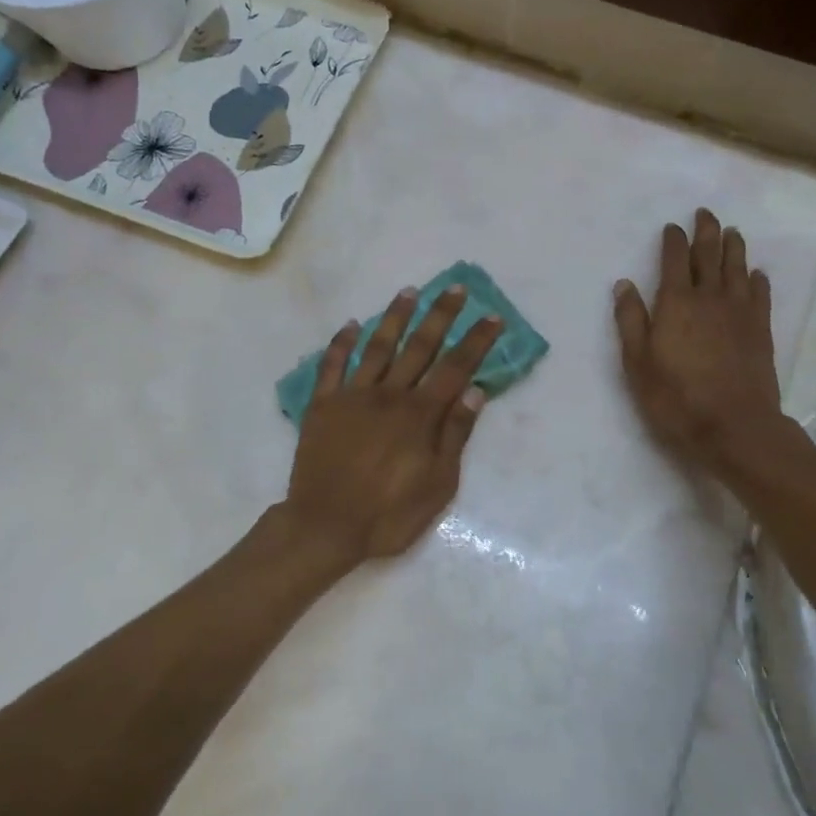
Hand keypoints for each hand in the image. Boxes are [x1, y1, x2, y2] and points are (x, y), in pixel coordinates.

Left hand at [276, 287, 502, 571]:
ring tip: (410, 292)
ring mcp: (353, 395)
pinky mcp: (323, 404)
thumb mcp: (437, 485)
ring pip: (378, 346)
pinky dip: (342, 343)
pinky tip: (352, 325)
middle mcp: (388, 394)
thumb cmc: (388, 514)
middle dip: (440, 315)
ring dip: (395, 317)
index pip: (455, 368)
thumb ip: (455, 434)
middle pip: (419, 346)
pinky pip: (332, 365)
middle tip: (455, 289)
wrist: (324, 526)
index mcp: (419, 415)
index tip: (492, 317)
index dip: (476, 341)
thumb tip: (474, 390)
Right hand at [613, 210, 784, 475]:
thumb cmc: (676, 397)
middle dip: (706, 231)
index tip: (672, 226)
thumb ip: (631, 320)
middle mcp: (710, 298)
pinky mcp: (761, 330)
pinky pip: (760, 293)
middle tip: (705, 213)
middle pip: (710, 255)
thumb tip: (624, 284)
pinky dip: (757, 279)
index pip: (675, 260)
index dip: (673, 240)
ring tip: (731, 231)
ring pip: (737, 268)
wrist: (735, 427)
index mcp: (676, 302)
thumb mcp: (637, 362)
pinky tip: (756, 273)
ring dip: (734, 247)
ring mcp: (740, 312)